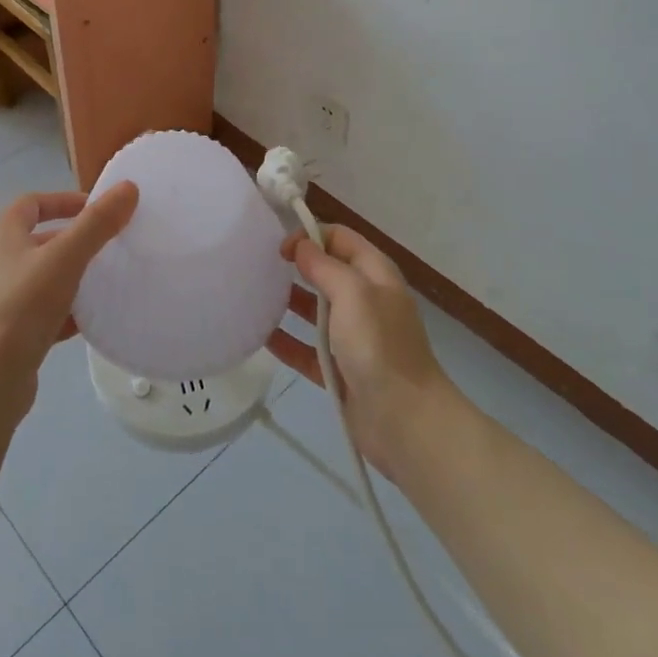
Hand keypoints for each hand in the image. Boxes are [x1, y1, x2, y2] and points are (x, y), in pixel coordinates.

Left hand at [0, 182, 139, 414]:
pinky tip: (94, 319)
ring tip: (111, 280)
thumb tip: (129, 187)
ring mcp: (4, 298)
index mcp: (4, 234)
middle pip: (43, 240)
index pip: (33, 203)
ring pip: (47, 277)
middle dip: (77, 240)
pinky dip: (69, 311)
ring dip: (76, 276)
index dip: (64, 200)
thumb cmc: (21, 307)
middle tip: (113, 245)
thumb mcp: (64, 258)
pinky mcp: (12, 332)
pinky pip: (47, 312)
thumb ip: (97, 223)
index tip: (99, 210)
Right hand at [272, 224, 453, 473]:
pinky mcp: (339, 370)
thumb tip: (301, 246)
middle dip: (296, 266)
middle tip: (259, 268)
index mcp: (375, 275)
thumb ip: (324, 266)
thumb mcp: (353, 294)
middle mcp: (365, 301)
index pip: (340, 237)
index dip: (310, 235)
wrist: (404, 421)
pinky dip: (286, 342)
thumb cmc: (379, 347)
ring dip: (288, 303)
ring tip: (253, 298)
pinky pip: (307, 349)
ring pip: (315, 311)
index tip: (279, 248)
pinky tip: (260, 337)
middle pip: (326, 272)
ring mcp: (353, 337)